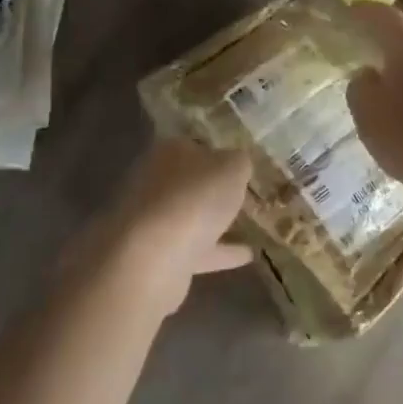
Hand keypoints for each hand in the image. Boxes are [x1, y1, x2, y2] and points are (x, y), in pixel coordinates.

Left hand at [76, 138, 253, 317]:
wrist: (152, 258)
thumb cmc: (194, 199)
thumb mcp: (231, 169)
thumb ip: (238, 162)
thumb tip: (236, 162)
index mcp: (169, 152)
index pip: (195, 145)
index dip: (218, 153)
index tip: (240, 165)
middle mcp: (154, 181)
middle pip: (189, 181)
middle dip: (212, 187)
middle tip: (245, 193)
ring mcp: (152, 220)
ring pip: (189, 215)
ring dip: (214, 220)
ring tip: (250, 224)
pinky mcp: (156, 255)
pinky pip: (195, 248)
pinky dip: (219, 251)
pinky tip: (248, 255)